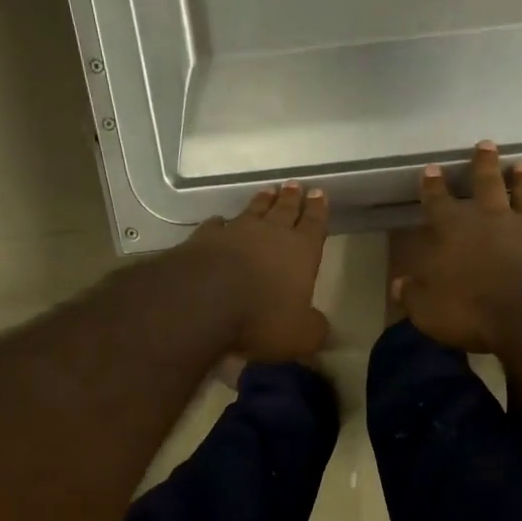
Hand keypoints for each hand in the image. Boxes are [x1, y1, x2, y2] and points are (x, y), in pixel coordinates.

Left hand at [188, 181, 331, 361]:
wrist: (202, 302)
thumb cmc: (261, 318)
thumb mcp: (300, 336)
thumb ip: (313, 329)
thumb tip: (318, 326)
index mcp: (301, 252)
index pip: (314, 225)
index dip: (318, 210)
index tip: (319, 193)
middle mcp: (270, 234)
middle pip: (284, 210)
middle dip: (292, 199)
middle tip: (295, 185)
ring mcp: (234, 233)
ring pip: (252, 211)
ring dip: (261, 202)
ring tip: (267, 191)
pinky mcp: (203, 239)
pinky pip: (215, 225)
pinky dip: (219, 223)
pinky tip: (219, 221)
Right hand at [395, 143, 521, 352]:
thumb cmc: (472, 311)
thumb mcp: (428, 310)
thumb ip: (413, 295)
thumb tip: (399, 286)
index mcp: (454, 231)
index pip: (438, 202)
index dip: (432, 186)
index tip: (431, 169)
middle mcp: (492, 218)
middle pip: (486, 184)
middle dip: (483, 164)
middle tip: (485, 145)